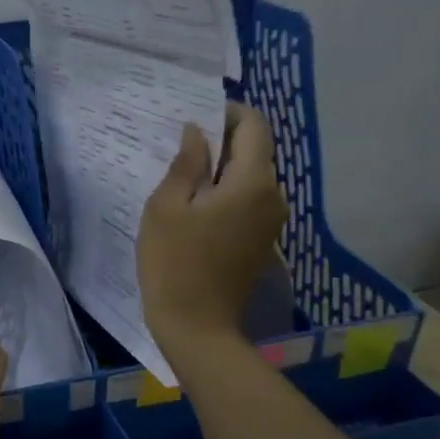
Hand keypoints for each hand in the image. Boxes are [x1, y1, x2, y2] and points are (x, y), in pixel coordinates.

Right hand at [137, 103, 287, 353]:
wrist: (196, 326)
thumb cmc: (174, 263)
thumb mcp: (166, 208)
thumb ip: (186, 163)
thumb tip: (196, 133)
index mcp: (252, 181)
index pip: (254, 125)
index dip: (227, 112)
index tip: (194, 116)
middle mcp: (273, 195)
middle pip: (255, 150)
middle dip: (222, 140)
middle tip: (180, 147)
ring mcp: (271, 220)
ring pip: (251, 176)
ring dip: (223, 168)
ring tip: (184, 176)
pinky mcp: (262, 240)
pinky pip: (248, 200)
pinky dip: (227, 192)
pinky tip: (196, 205)